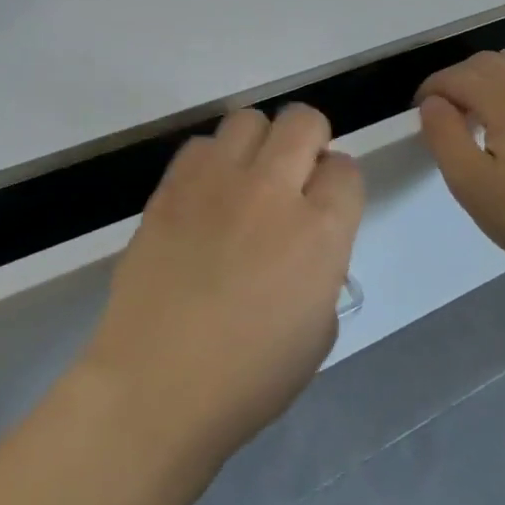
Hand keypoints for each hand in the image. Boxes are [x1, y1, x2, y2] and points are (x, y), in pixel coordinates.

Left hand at [80, 105, 363, 472]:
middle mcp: (272, 191)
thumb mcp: (318, 330)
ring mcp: (215, 183)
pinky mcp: (169, 188)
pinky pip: (199, 145)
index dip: (338, 183)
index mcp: (320, 232)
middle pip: (303, 121)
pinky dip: (211, 160)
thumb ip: (322, 269)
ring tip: (246, 180)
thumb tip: (306, 243)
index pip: (346, 169)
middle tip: (294, 176)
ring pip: (248, 119)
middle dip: (309, 140)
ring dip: (259, 143)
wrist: (158, 384)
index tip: (325, 204)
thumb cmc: (249, 378)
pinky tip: (205, 197)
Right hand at [416, 51, 504, 290]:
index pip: (456, 76)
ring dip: (488, 83)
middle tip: (447, 115)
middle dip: (457, 80)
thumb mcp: (470, 183)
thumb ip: (443, 135)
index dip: (430, 90)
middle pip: (486, 63)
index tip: (420, 114)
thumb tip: (433, 104)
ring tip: (480, 119)